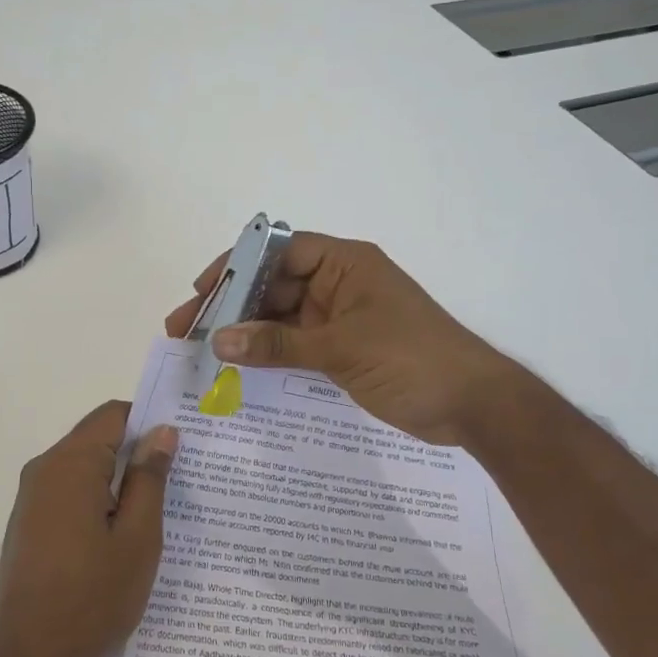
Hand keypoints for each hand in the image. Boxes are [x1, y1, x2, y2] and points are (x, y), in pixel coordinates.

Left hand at [0, 402, 178, 656]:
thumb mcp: (137, 539)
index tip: (182, 443)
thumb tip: (162, 431)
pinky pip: (70, 494)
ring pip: (85, 469)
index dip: (149, 421)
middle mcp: (44, 470)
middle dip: (137, 454)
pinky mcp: (29, 525)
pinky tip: (122, 535)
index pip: (113, 415)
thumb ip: (149, 478)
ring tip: (158, 511)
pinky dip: (98, 502)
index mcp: (70, 464)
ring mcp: (31, 499)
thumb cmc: (91, 599)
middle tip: (180, 481)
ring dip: (119, 481)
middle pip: (97, 439)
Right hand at [164, 234, 514, 445]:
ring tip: (200, 350)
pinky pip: (293, 343)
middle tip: (185, 329)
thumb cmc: (412, 359)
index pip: (279, 251)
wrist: (473, 405)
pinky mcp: (341, 348)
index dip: (236, 267)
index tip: (201, 291)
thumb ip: (277, 344)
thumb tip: (218, 340)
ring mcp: (338, 317)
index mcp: (345, 263)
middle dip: (230, 305)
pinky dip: (266, 352)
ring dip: (244, 330)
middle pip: (272, 285)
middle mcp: (338, 283)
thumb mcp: (340, 348)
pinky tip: (235, 365)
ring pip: (279, 316)